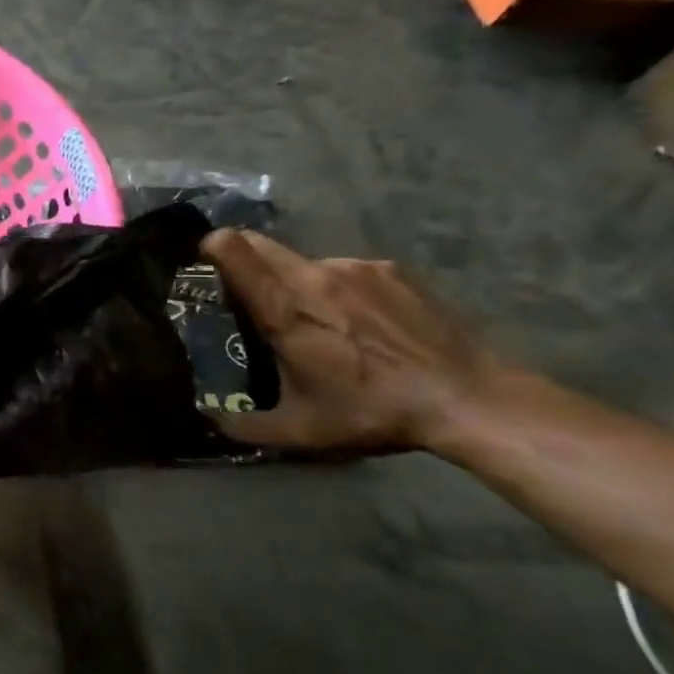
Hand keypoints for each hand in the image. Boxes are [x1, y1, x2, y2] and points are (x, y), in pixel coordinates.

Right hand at [200, 229, 506, 453]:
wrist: (470, 399)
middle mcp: (313, 276)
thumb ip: (244, 425)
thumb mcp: (300, 430)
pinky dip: (337, 289)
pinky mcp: (390, 270)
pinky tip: (360, 323)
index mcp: (284, 308)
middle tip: (248, 297)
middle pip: (259, 244)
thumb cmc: (373, 411)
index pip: (233, 249)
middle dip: (243, 262)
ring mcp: (355, 268)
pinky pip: (344, 270)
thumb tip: (207, 421)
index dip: (210, 248)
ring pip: (302, 262)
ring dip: (294, 282)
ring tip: (317, 321)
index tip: (203, 265)